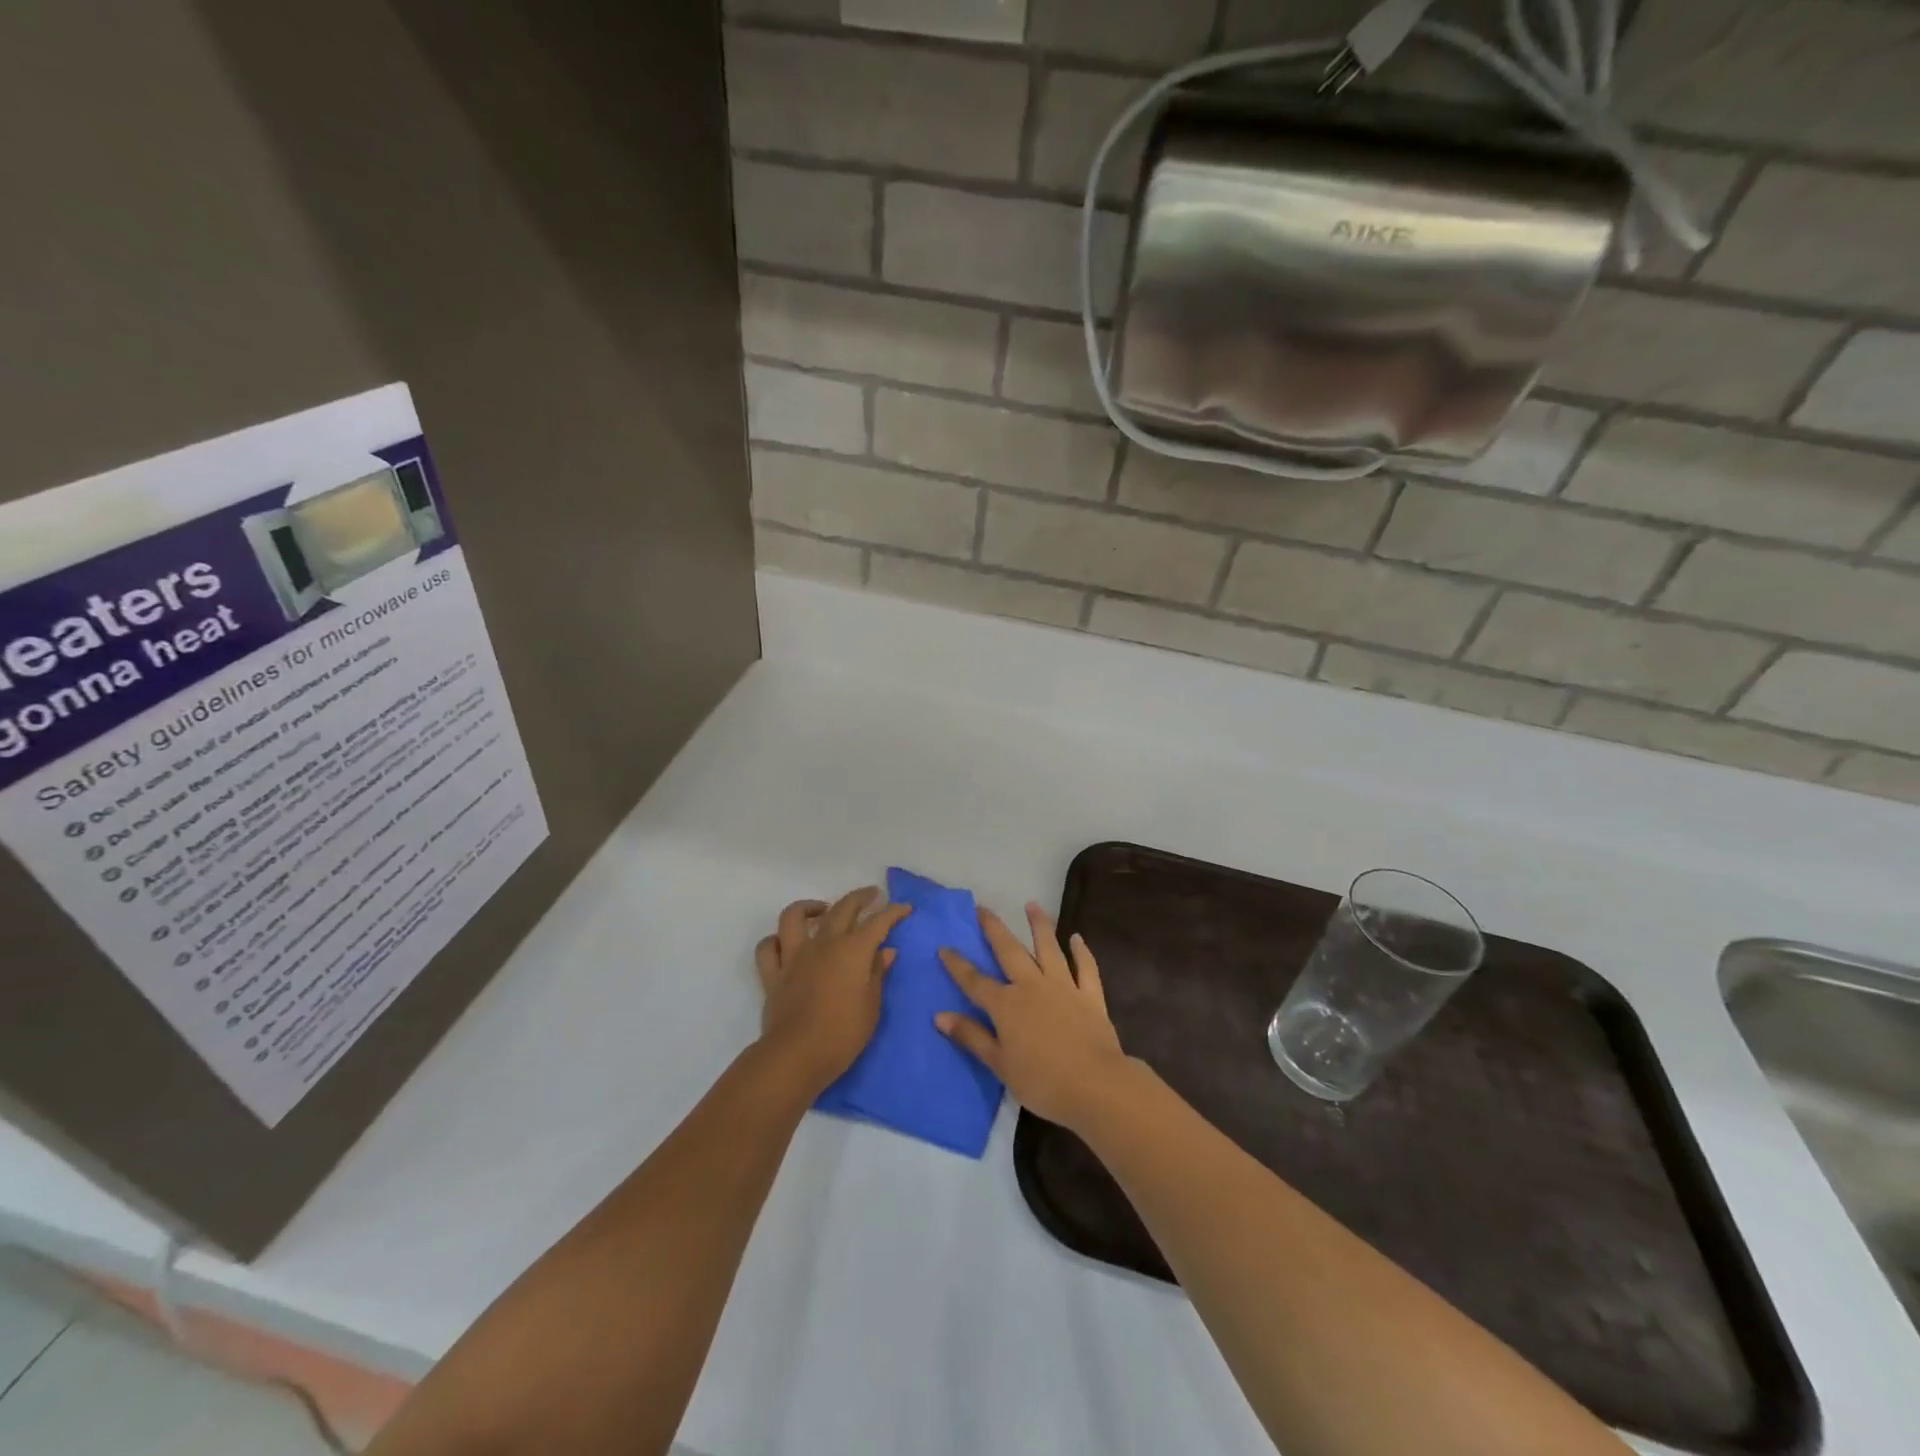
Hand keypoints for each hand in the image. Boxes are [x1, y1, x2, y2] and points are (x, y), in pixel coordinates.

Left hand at [756, 888, 909, 1094]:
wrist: (797, 1056)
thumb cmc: (843, 1034)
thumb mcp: (872, 1006)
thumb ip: (877, 974)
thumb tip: (885, 951)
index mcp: (853, 950)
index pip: (878, 922)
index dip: (893, 912)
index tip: (905, 907)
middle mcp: (823, 944)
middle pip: (842, 908)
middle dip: (860, 897)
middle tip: (872, 895)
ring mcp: (794, 956)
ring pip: (795, 916)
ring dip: (809, 907)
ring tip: (822, 909)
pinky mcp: (773, 974)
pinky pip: (768, 948)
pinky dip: (776, 940)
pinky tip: (786, 943)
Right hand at [936, 902, 1129, 1130]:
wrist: (1095, 1085)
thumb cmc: (1042, 1081)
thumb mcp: (999, 1064)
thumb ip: (971, 1036)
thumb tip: (939, 1015)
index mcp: (1006, 1005)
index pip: (975, 981)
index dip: (957, 965)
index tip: (944, 946)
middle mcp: (1032, 986)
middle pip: (1009, 951)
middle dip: (994, 929)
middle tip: (983, 908)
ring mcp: (1063, 986)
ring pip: (1048, 948)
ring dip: (1039, 925)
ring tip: (1032, 905)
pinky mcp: (1090, 995)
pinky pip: (1085, 967)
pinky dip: (1081, 952)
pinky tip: (1076, 939)